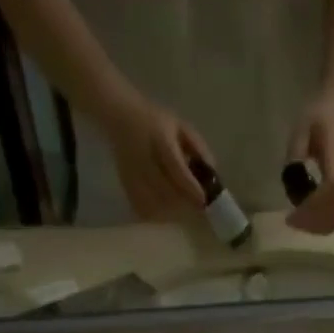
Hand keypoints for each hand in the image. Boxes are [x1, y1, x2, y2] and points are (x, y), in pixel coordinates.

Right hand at [101, 96, 213, 220]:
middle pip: (166, 192)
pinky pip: (144, 209)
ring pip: (155, 205)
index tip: (203, 200)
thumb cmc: (156, 122)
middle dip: (184, 202)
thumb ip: (198, 147)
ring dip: (172, 210)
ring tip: (182, 205)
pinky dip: (157, 214)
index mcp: (159, 138)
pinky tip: (165, 208)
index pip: (176, 168)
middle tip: (196, 204)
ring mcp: (132, 175)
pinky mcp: (126, 187)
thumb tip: (213, 174)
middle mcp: (144, 158)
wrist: (121, 118)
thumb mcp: (180, 126)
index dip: (190, 187)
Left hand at [285, 96, 333, 234]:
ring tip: (298, 219)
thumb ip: (296, 153)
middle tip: (292, 221)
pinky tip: (306, 212)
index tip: (290, 216)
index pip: (327, 198)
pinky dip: (321, 219)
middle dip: (312, 224)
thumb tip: (290, 177)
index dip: (309, 212)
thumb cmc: (321, 112)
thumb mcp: (302, 128)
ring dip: (317, 225)